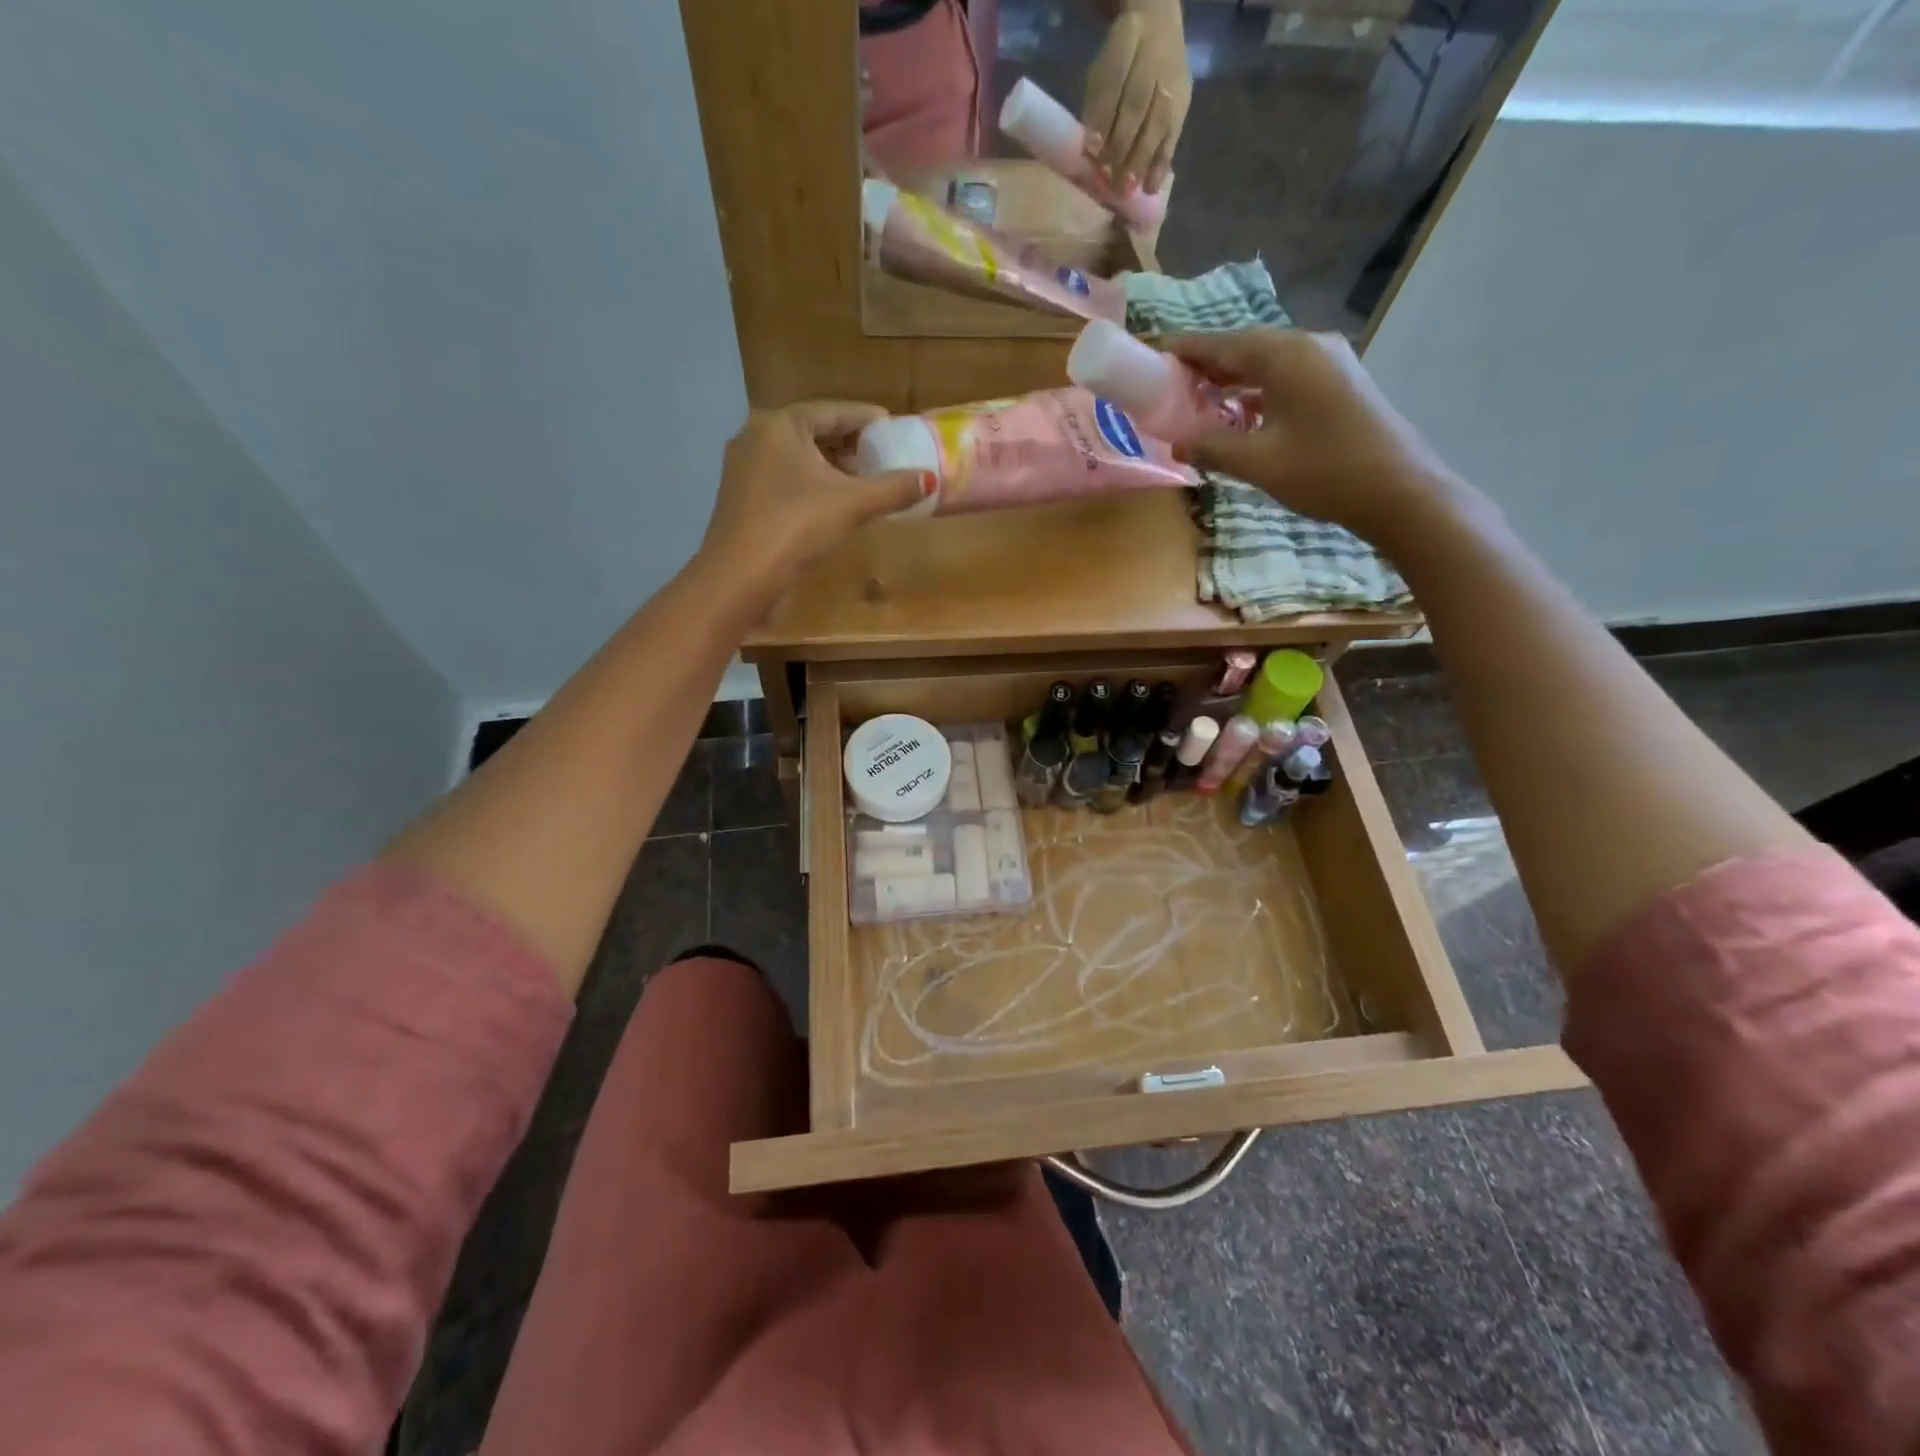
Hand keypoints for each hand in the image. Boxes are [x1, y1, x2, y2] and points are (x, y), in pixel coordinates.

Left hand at [698, 402, 931, 612]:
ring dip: (832, 468)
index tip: (895, 427)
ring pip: (799, 459)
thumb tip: (931, 480)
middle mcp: (757, 436)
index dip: (868, 420)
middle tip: (884, 457)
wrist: (740, 576)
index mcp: (780, 424)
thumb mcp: (852, 504)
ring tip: (865, 482)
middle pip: (815, 433)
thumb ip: (893, 489)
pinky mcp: (742, 498)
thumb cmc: (796, 526)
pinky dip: (813, 485)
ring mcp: (745, 468)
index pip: (834, 411)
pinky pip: (786, 480)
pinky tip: (834, 504)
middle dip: (851, 445)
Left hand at [1082, 1, 1190, 195]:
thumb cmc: (1120, 63)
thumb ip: (1096, 105)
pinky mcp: (1184, 103)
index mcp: (1127, 41)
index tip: (1091, 149)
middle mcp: (1155, 59)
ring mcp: (1173, 81)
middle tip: (1108, 179)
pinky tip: (1150, 187)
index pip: (1114, 81)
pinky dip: (1161, 164)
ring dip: (1141, 161)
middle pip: (1137, 106)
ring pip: (1157, 123)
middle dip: (1121, 146)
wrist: (1158, 27)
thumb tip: (1090, 149)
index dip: (1103, 117)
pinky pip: (1173, 135)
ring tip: (1127, 190)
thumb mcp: (1101, 71)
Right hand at [1169, 329, 1476, 545]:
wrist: (1399, 491)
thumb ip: (1211, 446)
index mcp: (1286, 356)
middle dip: (1203, 365)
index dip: (1182, 349)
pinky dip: (1254, 391)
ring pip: (1265, 363)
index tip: (1149, 354)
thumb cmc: (1325, 472)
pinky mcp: (1338, 384)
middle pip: (1243, 347)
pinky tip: (1237, 413)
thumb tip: (1176, 441)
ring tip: (1193, 400)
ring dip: (1229, 379)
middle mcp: (1308, 346)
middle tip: (1165, 385)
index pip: (1221, 343)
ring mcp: (1328, 363)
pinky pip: (1284, 377)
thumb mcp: (1258, 462)